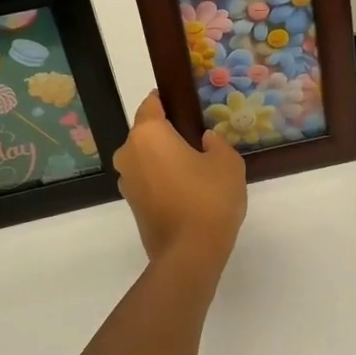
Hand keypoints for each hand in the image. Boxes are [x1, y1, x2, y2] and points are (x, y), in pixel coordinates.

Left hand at [113, 91, 246, 267]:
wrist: (190, 253)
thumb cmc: (209, 198)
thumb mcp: (227, 162)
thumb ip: (216, 144)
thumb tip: (205, 141)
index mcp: (148, 135)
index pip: (151, 104)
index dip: (168, 101)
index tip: (187, 104)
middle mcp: (129, 154)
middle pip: (147, 133)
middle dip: (168, 133)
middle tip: (199, 141)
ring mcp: (127, 182)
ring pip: (146, 159)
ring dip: (164, 159)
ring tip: (196, 168)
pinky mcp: (132, 205)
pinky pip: (148, 180)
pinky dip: (163, 180)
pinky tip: (188, 190)